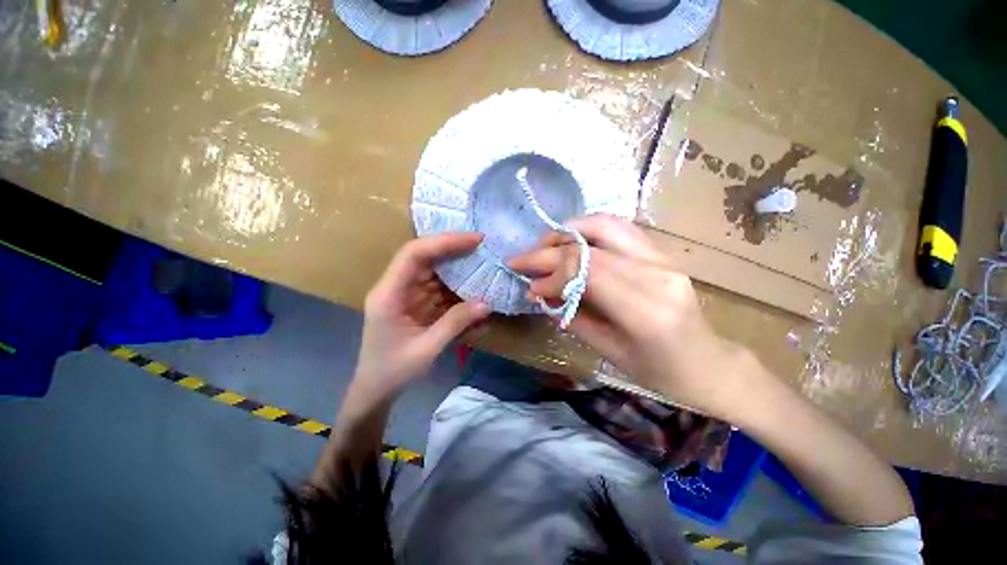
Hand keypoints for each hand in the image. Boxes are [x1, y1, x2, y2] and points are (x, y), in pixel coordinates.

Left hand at [352, 233, 489, 404]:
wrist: (375, 391)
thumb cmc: (393, 372)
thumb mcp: (426, 349)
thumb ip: (455, 324)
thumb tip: (486, 303)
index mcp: (389, 294)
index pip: (414, 254)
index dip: (444, 242)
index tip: (474, 240)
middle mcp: (396, 288)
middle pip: (425, 257)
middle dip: (454, 250)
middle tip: (483, 247)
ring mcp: (406, 295)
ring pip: (434, 271)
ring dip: (458, 269)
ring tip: (484, 267)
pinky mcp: (416, 303)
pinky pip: (438, 289)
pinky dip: (457, 289)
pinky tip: (473, 292)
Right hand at [509, 215, 757, 419]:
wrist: (710, 364)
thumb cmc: (660, 372)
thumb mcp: (609, 352)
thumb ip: (572, 316)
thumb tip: (539, 293)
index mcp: (646, 311)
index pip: (586, 271)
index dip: (550, 274)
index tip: (529, 285)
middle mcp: (657, 274)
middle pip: (590, 246)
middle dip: (548, 250)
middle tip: (522, 260)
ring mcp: (663, 257)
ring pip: (605, 225)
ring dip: (566, 232)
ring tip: (544, 248)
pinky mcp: (662, 252)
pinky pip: (619, 228)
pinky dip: (587, 230)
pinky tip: (571, 243)